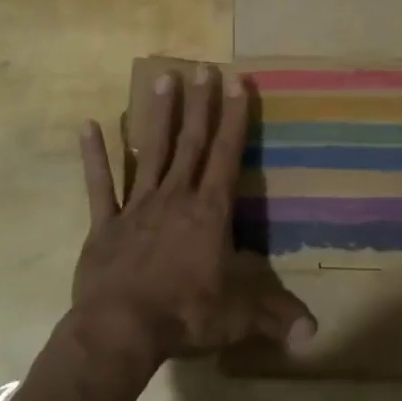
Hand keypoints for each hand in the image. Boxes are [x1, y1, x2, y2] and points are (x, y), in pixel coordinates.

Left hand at [72, 65, 315, 365]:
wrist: (120, 331)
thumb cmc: (185, 315)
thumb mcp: (239, 317)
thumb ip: (275, 316)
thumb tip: (315, 333)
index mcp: (210, 212)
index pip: (227, 155)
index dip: (235, 118)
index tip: (237, 81)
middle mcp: (175, 198)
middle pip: (190, 143)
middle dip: (200, 104)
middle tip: (202, 66)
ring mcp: (137, 207)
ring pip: (150, 152)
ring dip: (157, 115)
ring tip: (162, 78)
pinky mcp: (104, 224)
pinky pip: (99, 185)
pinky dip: (93, 156)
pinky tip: (87, 125)